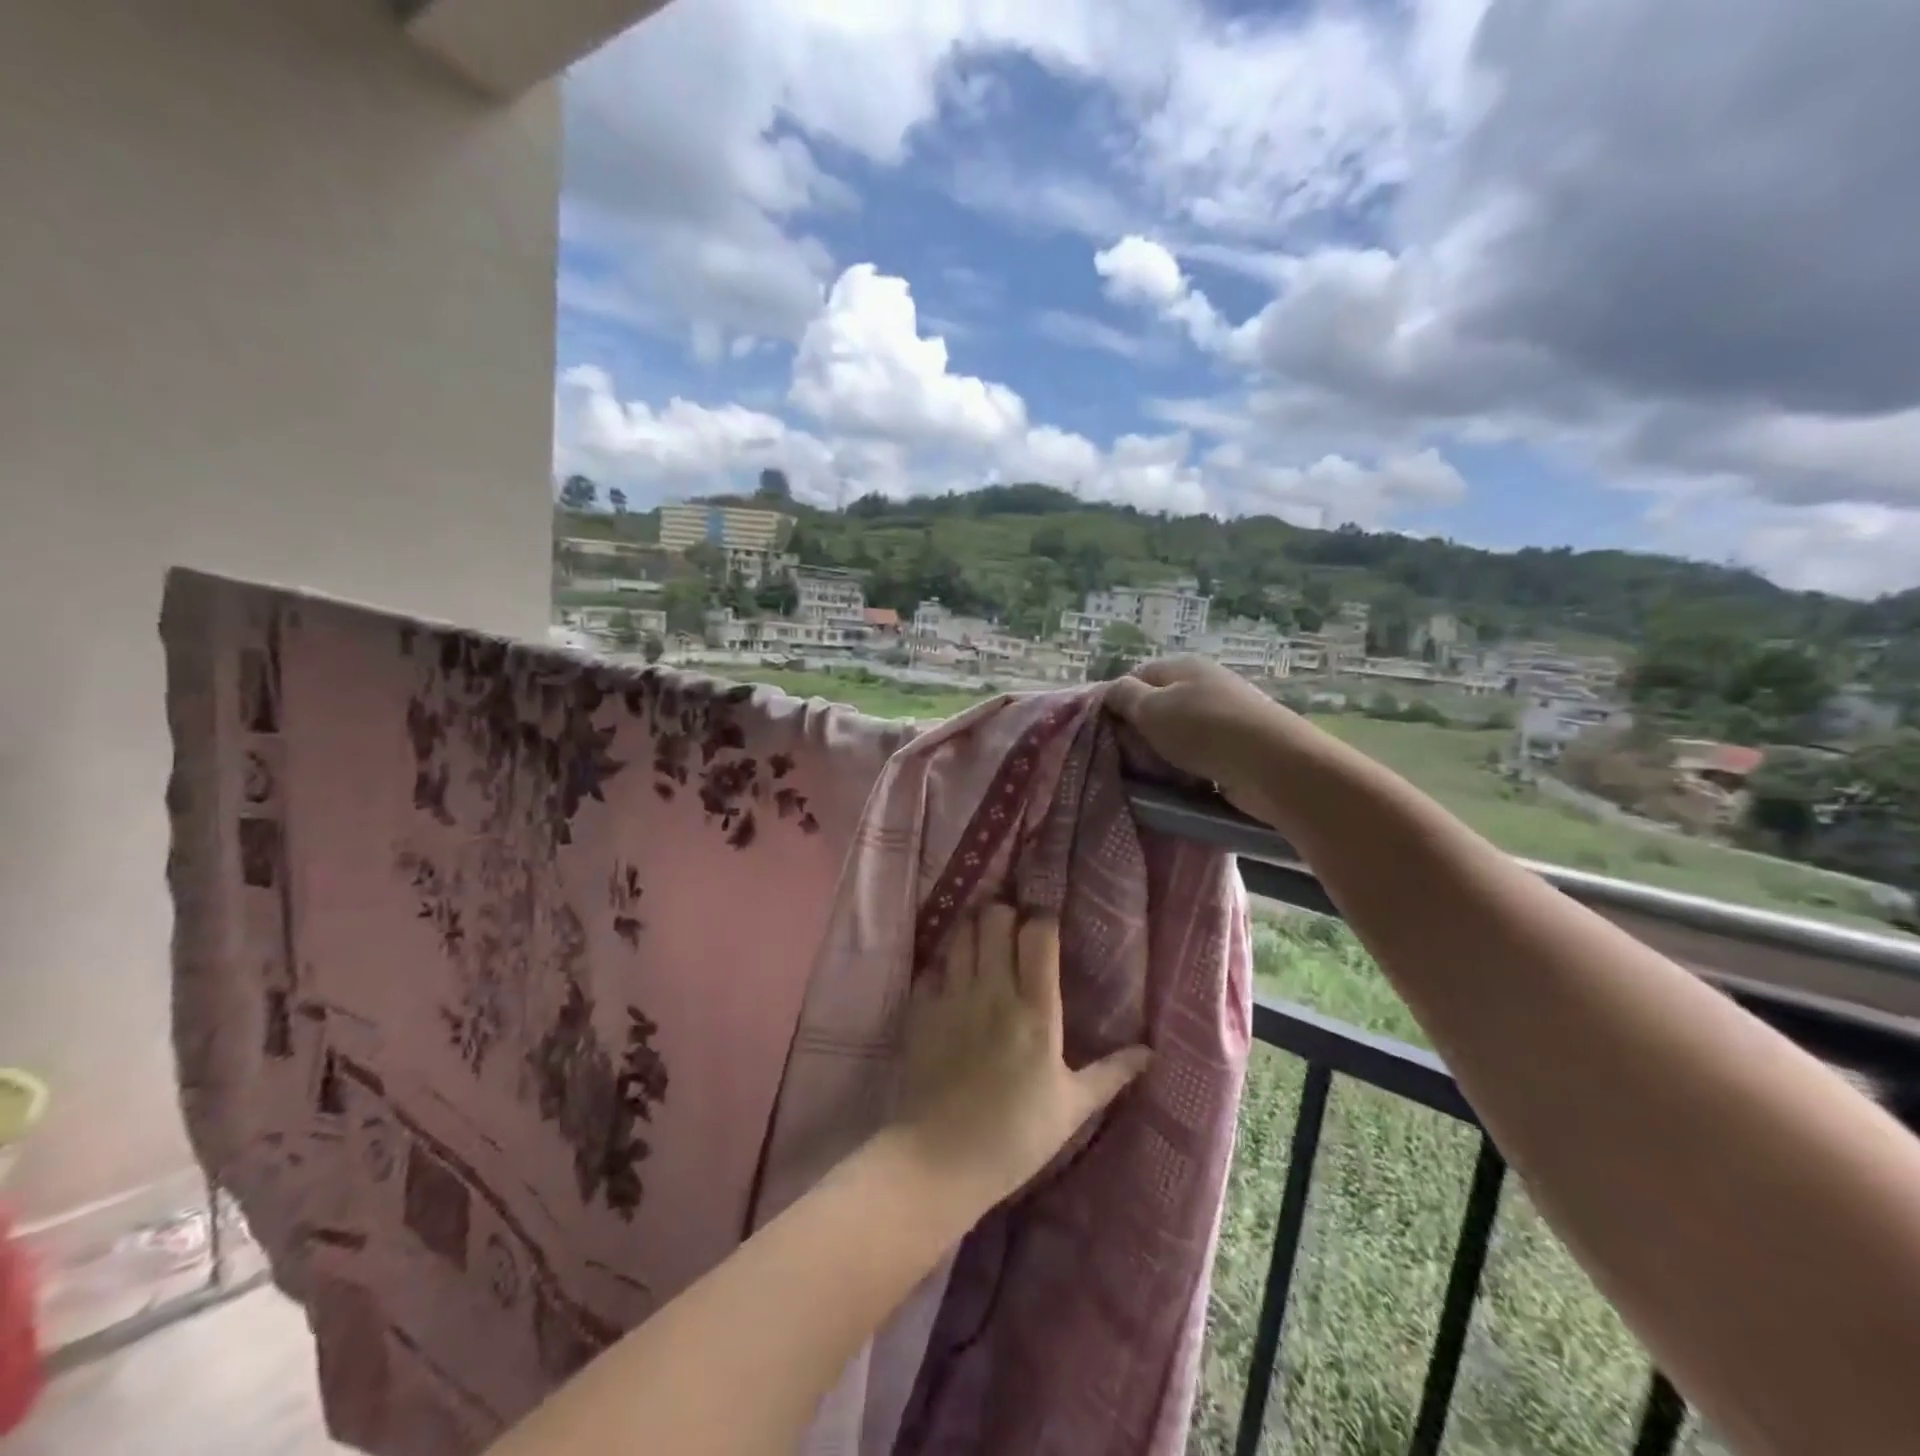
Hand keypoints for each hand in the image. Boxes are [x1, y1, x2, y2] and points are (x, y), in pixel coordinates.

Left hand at [891, 905, 1151, 1210]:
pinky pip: (932, 967)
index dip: (1043, 920)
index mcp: (1036, 1012)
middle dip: (1004, 914)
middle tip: (1012, 930)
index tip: (1046, 926)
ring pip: (961, 934)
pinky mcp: (922, 1010)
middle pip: (995, 919)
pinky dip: (943, 964)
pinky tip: (950, 978)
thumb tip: (1150, 1052)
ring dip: (973, 930)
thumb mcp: (1072, 1108)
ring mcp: (953, 997)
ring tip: (982, 943)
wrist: (942, 1160)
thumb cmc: (1016, 1136)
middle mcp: (994, 992)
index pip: (1038, 936)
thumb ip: (1111, 1074)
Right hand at [1106, 656, 1294, 823]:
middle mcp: (1205, 683)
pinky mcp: (1238, 745)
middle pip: (1158, 704)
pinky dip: (1187, 767)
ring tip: (1151, 774)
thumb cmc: (1203, 730)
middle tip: (1125, 756)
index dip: (1118, 700)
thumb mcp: (1151, 709)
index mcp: (1182, 665)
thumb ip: (1124, 696)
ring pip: (1178, 732)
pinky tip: (1181, 783)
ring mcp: (1224, 713)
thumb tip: (1111, 690)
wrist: (1271, 765)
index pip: (1137, 675)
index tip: (1105, 730)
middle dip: (1140, 730)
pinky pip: (1200, 753)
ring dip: (1163, 752)